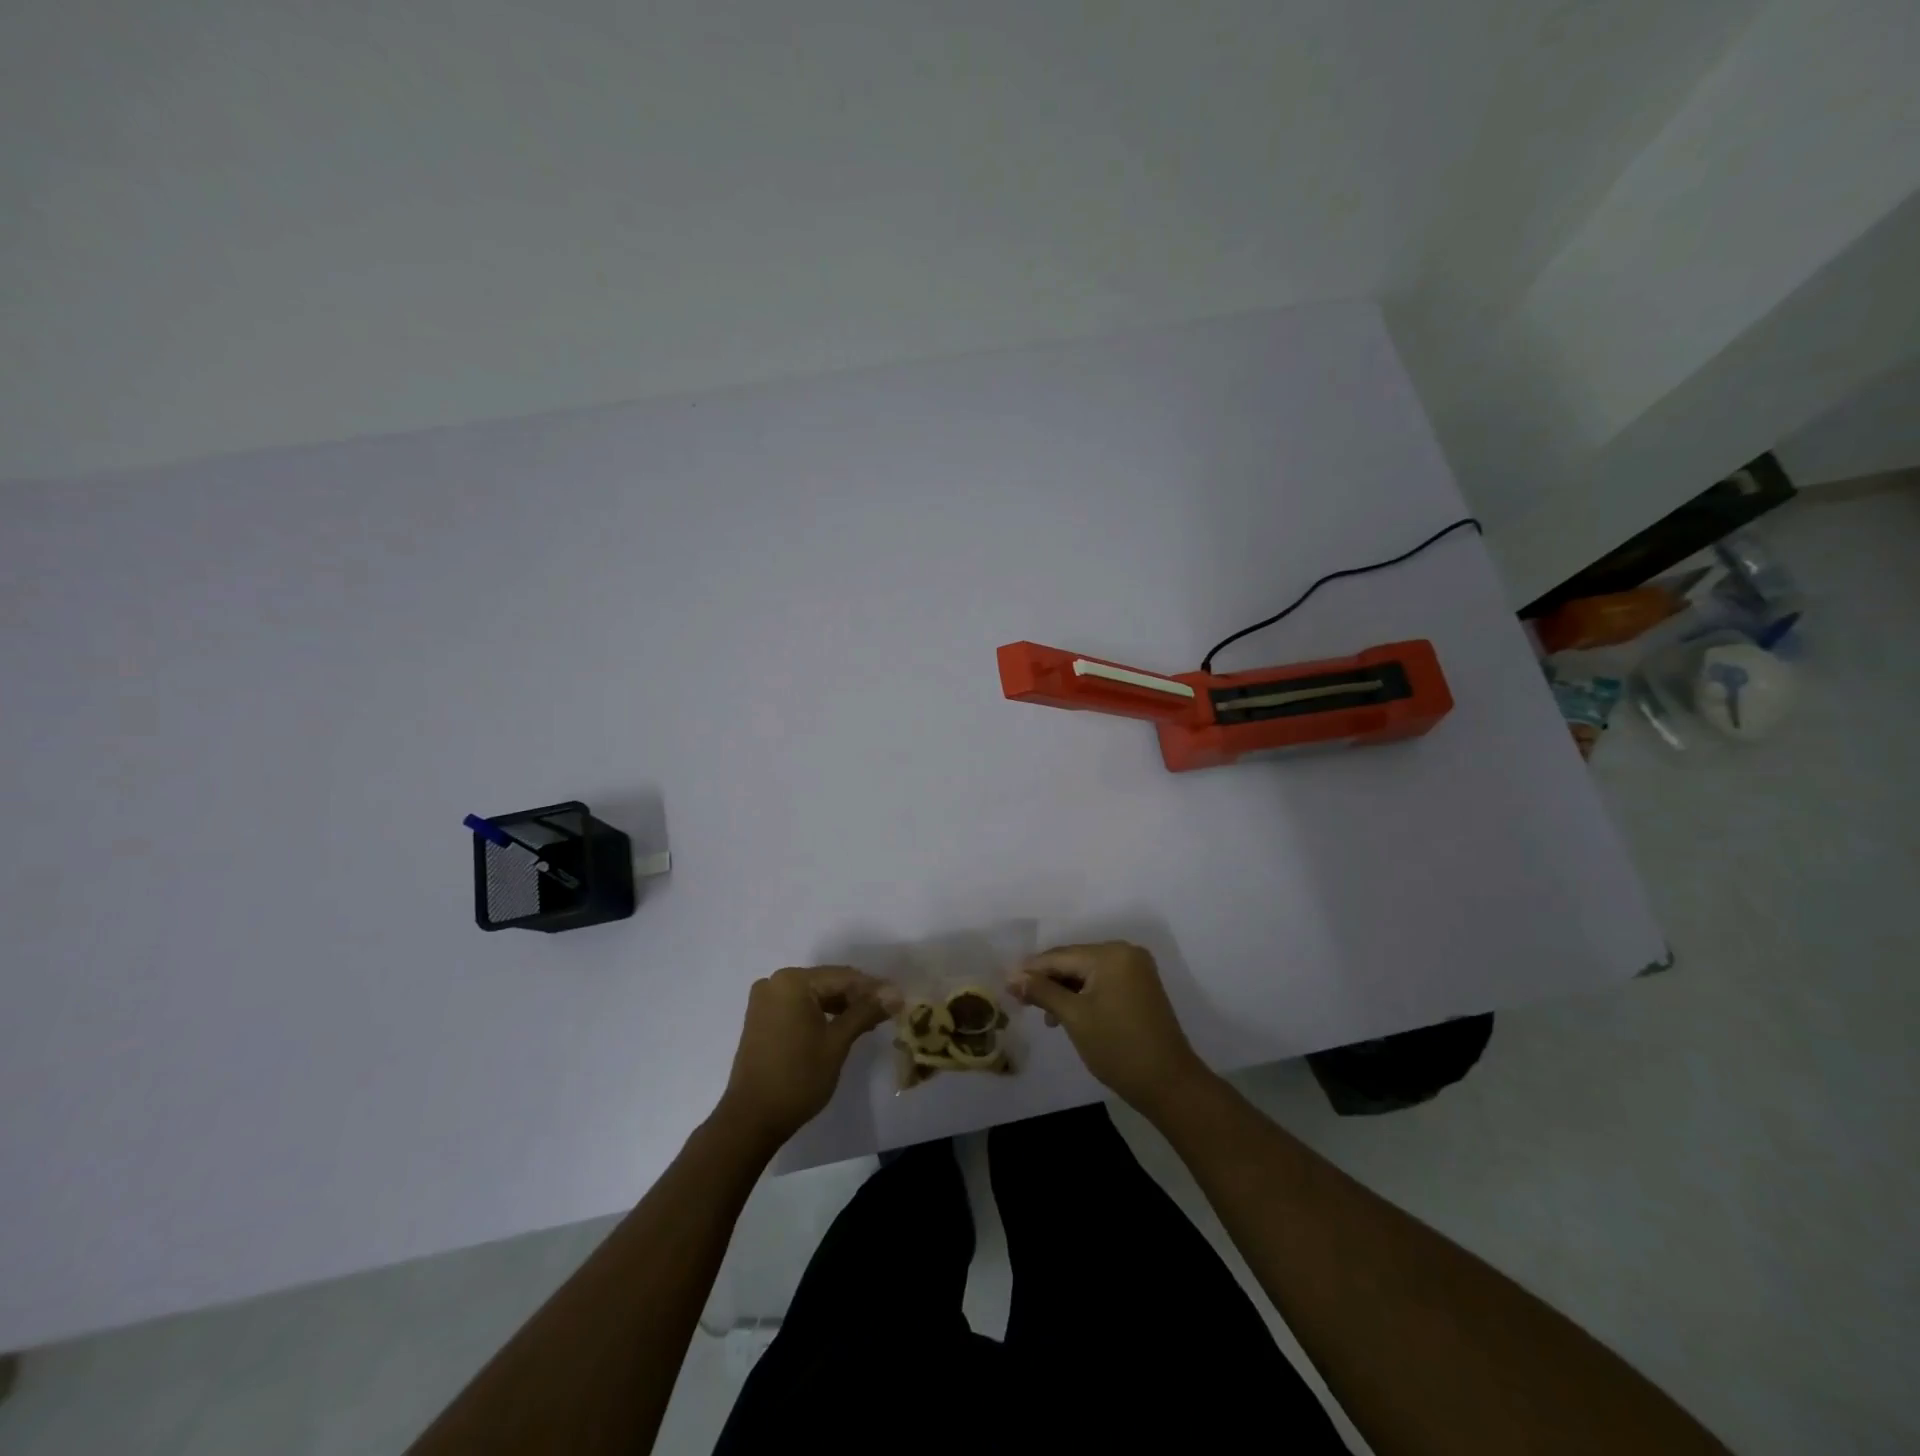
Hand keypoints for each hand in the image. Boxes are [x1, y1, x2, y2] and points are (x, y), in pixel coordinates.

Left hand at [718, 966, 889, 1147]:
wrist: (751, 1119)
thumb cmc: (798, 1078)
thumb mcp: (837, 1042)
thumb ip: (865, 1012)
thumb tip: (895, 993)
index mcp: (792, 981)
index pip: (843, 977)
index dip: (873, 988)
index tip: (899, 998)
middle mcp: (775, 982)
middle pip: (827, 982)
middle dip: (857, 996)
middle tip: (887, 1011)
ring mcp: (765, 1000)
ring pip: (814, 995)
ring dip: (840, 1006)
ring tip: (869, 1021)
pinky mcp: (761, 1018)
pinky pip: (799, 1006)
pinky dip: (821, 1014)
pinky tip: (842, 1026)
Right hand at [1009, 942, 1208, 1111]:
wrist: (1169, 1084)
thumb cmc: (1118, 1048)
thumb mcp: (1074, 1018)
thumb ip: (1043, 992)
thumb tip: (1012, 977)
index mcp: (1111, 954)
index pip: (1060, 956)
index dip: (1031, 971)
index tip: (1006, 985)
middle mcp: (1125, 952)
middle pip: (1074, 961)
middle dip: (1047, 980)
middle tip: (1020, 1000)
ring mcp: (1136, 969)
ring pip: (1087, 972)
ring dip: (1064, 990)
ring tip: (1045, 1016)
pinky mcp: (1140, 987)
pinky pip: (1102, 981)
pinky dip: (1083, 994)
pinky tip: (1068, 1014)